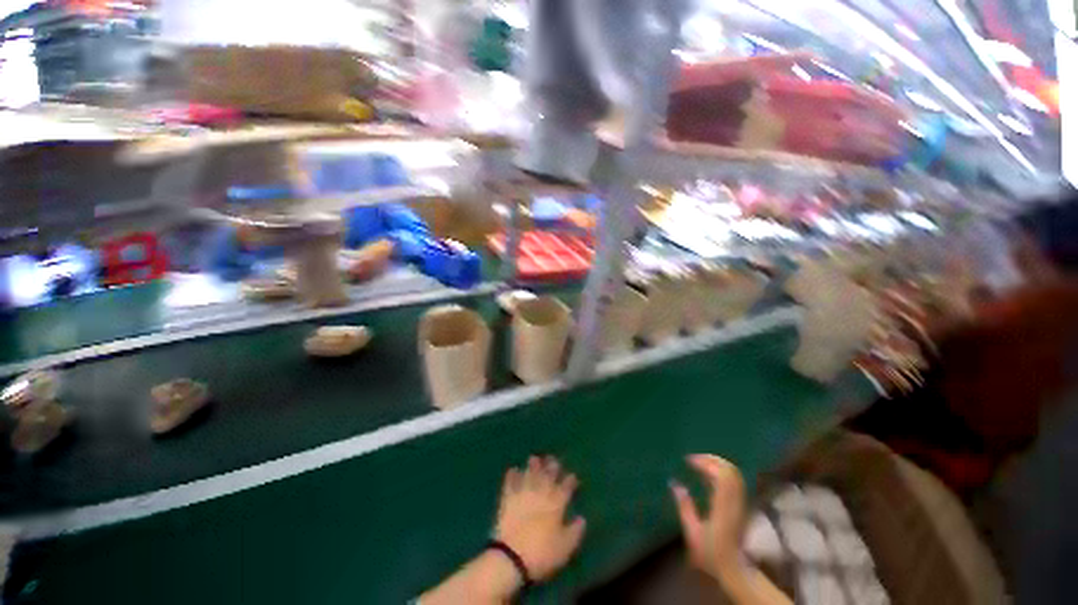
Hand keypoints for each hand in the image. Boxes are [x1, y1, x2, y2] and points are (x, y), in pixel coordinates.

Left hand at [494, 455, 585, 581]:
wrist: (511, 556)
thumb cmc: (542, 553)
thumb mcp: (565, 547)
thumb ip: (575, 531)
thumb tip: (582, 518)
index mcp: (556, 504)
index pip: (566, 487)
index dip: (570, 480)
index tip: (572, 475)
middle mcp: (540, 493)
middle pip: (547, 476)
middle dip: (551, 466)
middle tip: (553, 458)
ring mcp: (523, 494)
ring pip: (530, 474)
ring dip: (532, 466)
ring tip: (534, 458)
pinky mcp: (508, 499)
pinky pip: (510, 483)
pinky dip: (512, 475)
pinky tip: (513, 469)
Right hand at [671, 454, 746, 580]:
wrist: (736, 569)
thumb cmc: (712, 553)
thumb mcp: (693, 532)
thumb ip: (684, 507)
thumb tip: (674, 484)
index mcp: (723, 506)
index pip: (720, 475)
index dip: (704, 462)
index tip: (688, 460)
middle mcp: (735, 501)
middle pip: (729, 470)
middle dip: (711, 459)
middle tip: (694, 458)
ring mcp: (741, 503)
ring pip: (734, 474)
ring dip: (717, 463)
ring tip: (700, 463)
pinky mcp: (742, 505)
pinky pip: (734, 481)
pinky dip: (722, 472)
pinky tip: (710, 475)